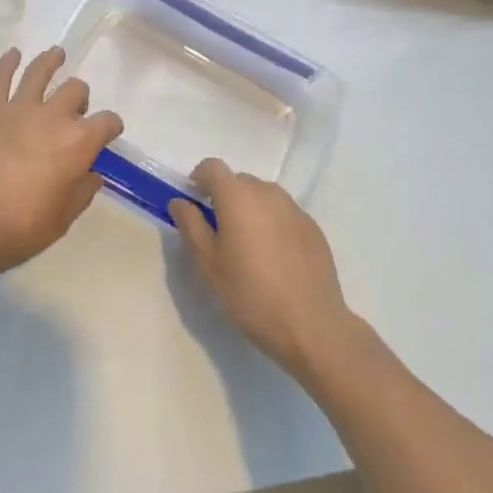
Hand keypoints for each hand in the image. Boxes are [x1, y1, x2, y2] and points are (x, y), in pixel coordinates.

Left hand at [0, 47, 124, 289]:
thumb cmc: (20, 228)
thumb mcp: (63, 219)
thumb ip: (82, 191)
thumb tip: (91, 174)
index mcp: (79, 143)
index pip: (107, 121)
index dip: (111, 126)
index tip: (108, 133)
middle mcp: (53, 116)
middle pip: (75, 90)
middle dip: (80, 98)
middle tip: (74, 112)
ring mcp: (19, 108)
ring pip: (40, 71)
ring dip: (51, 61)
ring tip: (56, 54)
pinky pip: (0, 78)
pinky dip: (7, 63)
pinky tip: (12, 54)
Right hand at [168, 159, 354, 381]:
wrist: (311, 325)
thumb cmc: (250, 294)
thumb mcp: (208, 264)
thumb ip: (190, 225)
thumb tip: (179, 201)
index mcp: (238, 197)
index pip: (212, 167)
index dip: (199, 179)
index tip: (195, 204)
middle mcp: (267, 193)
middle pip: (239, 181)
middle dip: (225, 197)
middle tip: (220, 233)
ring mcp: (294, 208)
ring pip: (263, 196)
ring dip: (250, 209)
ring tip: (249, 247)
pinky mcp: (313, 227)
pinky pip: (284, 213)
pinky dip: (273, 223)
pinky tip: (275, 258)